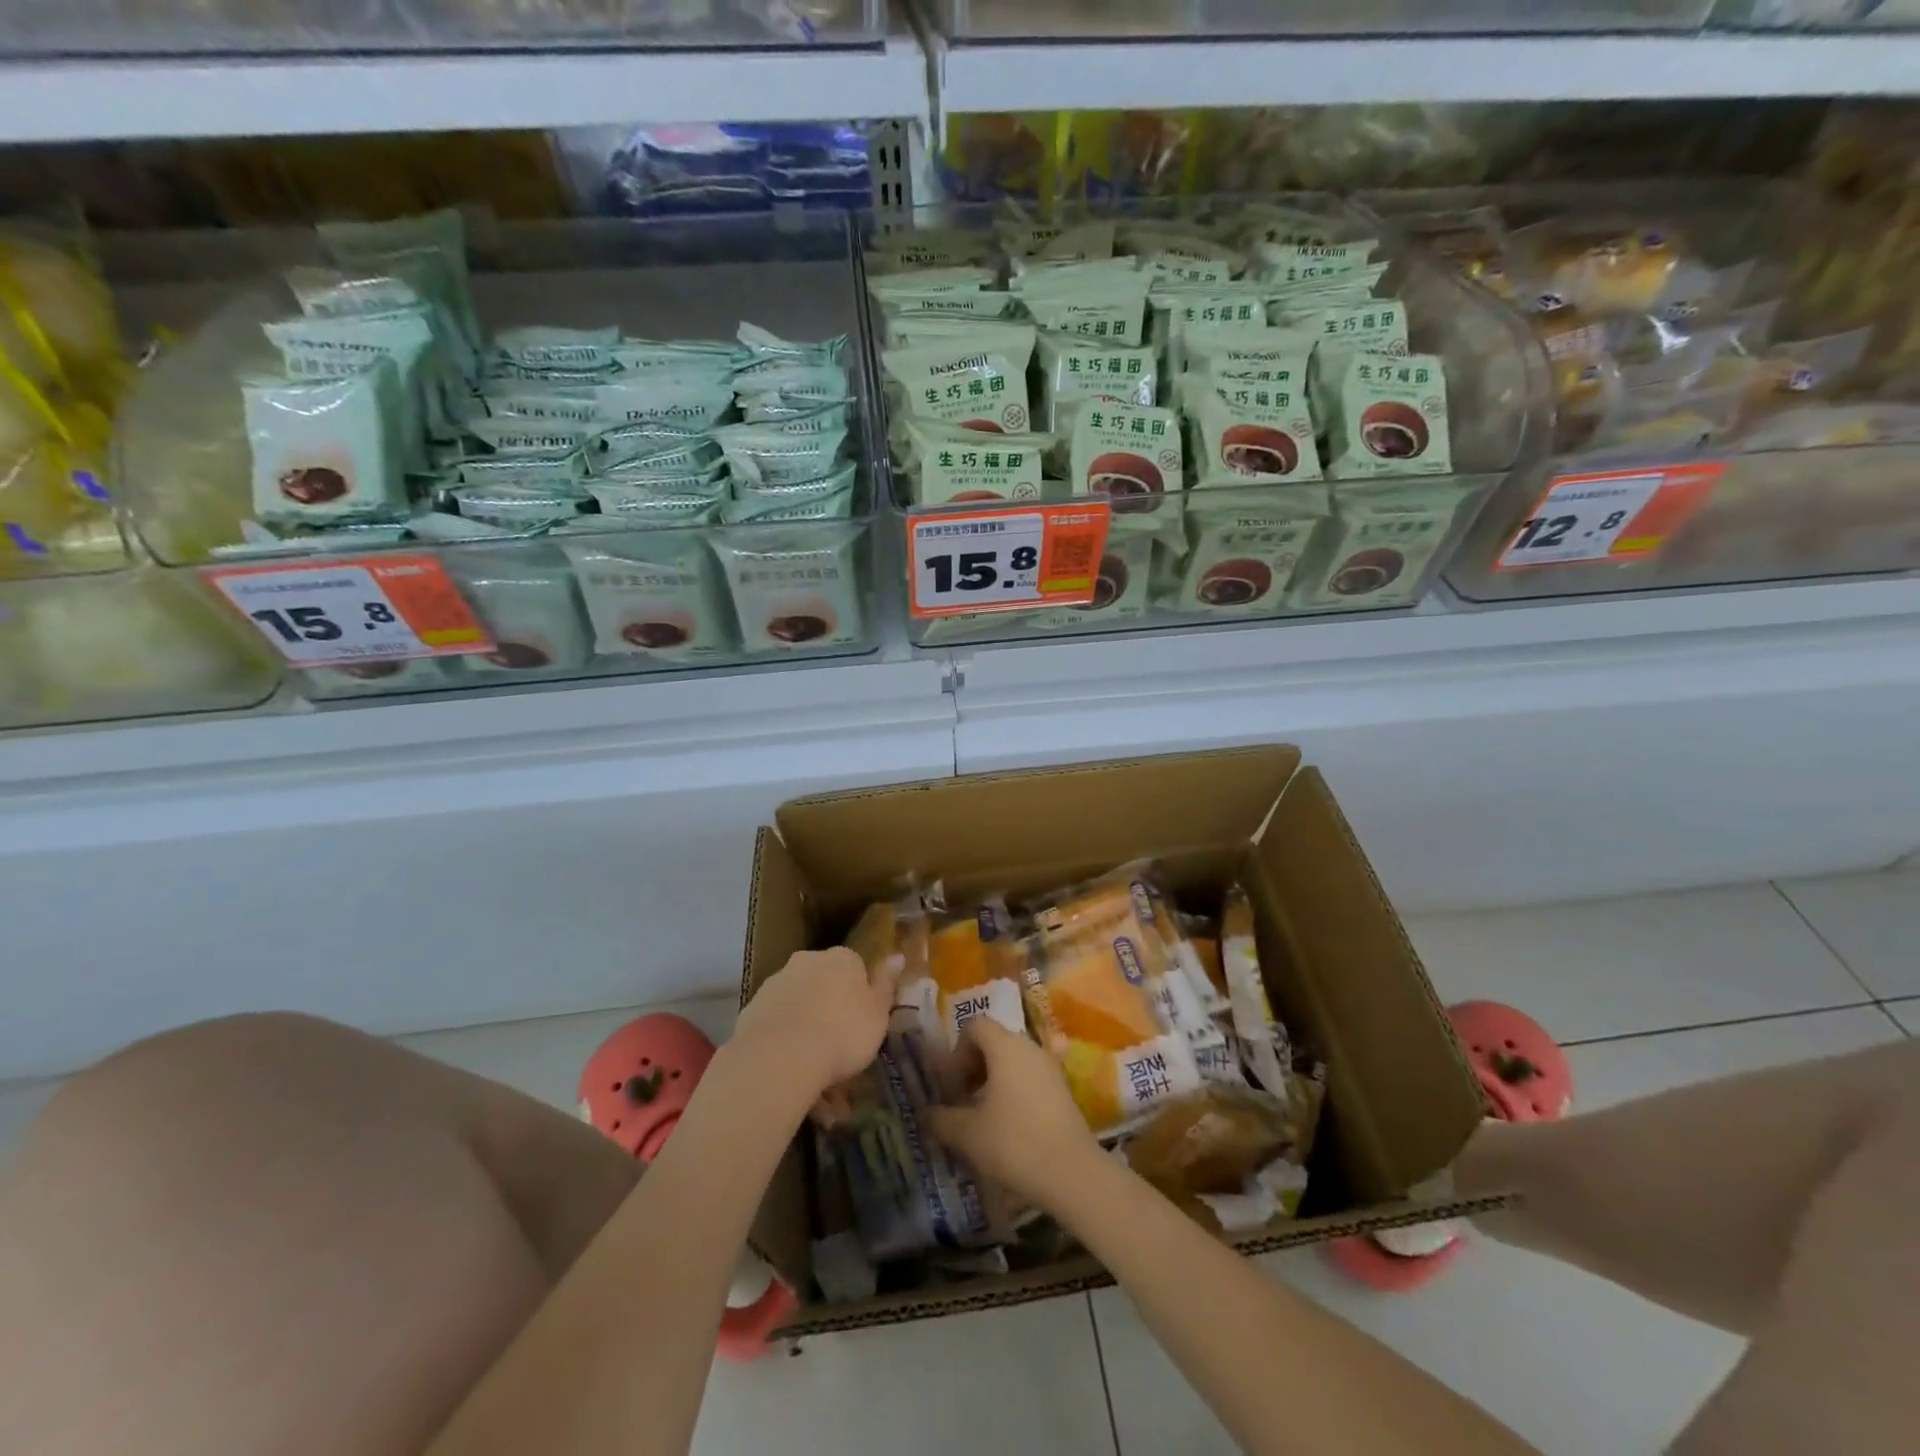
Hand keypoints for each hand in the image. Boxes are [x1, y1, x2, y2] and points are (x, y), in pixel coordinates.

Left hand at [733, 947, 897, 1101]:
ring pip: (800, 1010)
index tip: (863, 1027)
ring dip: (809, 1036)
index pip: (855, 969)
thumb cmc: (844, 1032)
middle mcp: (807, 961)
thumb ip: (886, 984)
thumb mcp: (879, 1013)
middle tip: (841, 1057)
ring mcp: (776, 984)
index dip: (860, 998)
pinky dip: (786, 1048)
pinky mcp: (752, 1011)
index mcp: (841, 958)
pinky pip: (778, 1029)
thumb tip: (897, 956)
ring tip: (818, 1086)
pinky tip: (794, 1080)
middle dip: (831, 1016)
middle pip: (824, 987)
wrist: (782, 1056)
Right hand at [929, 1018, 1098, 1207]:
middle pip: (994, 1041)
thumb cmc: (1014, 1143)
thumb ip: (941, 1119)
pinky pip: (1030, 1077)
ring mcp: (1050, 1066)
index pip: (975, 1026)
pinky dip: (1014, 1090)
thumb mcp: (967, 1134)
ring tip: (984, 1116)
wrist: (1072, 1173)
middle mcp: (1029, 1047)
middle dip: (973, 1066)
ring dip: (994, 1080)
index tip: (953, 1084)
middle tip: (963, 1100)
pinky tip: (1010, 1126)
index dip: (957, 1051)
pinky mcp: (1063, 1089)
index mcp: (1005, 1046)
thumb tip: (927, 1113)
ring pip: (1013, 1060)